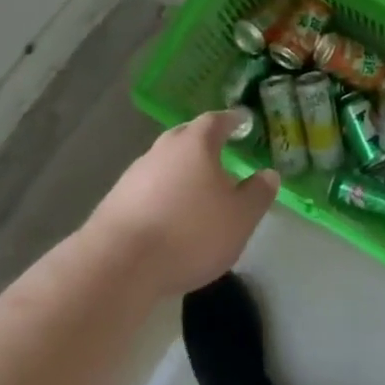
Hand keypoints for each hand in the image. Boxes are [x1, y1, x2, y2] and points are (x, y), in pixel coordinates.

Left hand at [85, 112, 279, 297]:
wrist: (118, 264)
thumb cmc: (189, 233)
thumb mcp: (239, 218)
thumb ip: (258, 193)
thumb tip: (269, 174)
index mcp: (196, 143)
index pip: (217, 120)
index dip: (233, 120)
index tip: (243, 120)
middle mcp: (164, 148)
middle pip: (187, 136)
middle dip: (204, 142)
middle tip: (221, 151)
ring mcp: (136, 173)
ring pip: (166, 162)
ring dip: (182, 170)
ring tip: (196, 189)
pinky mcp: (116, 200)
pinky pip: (148, 187)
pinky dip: (162, 193)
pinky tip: (169, 214)